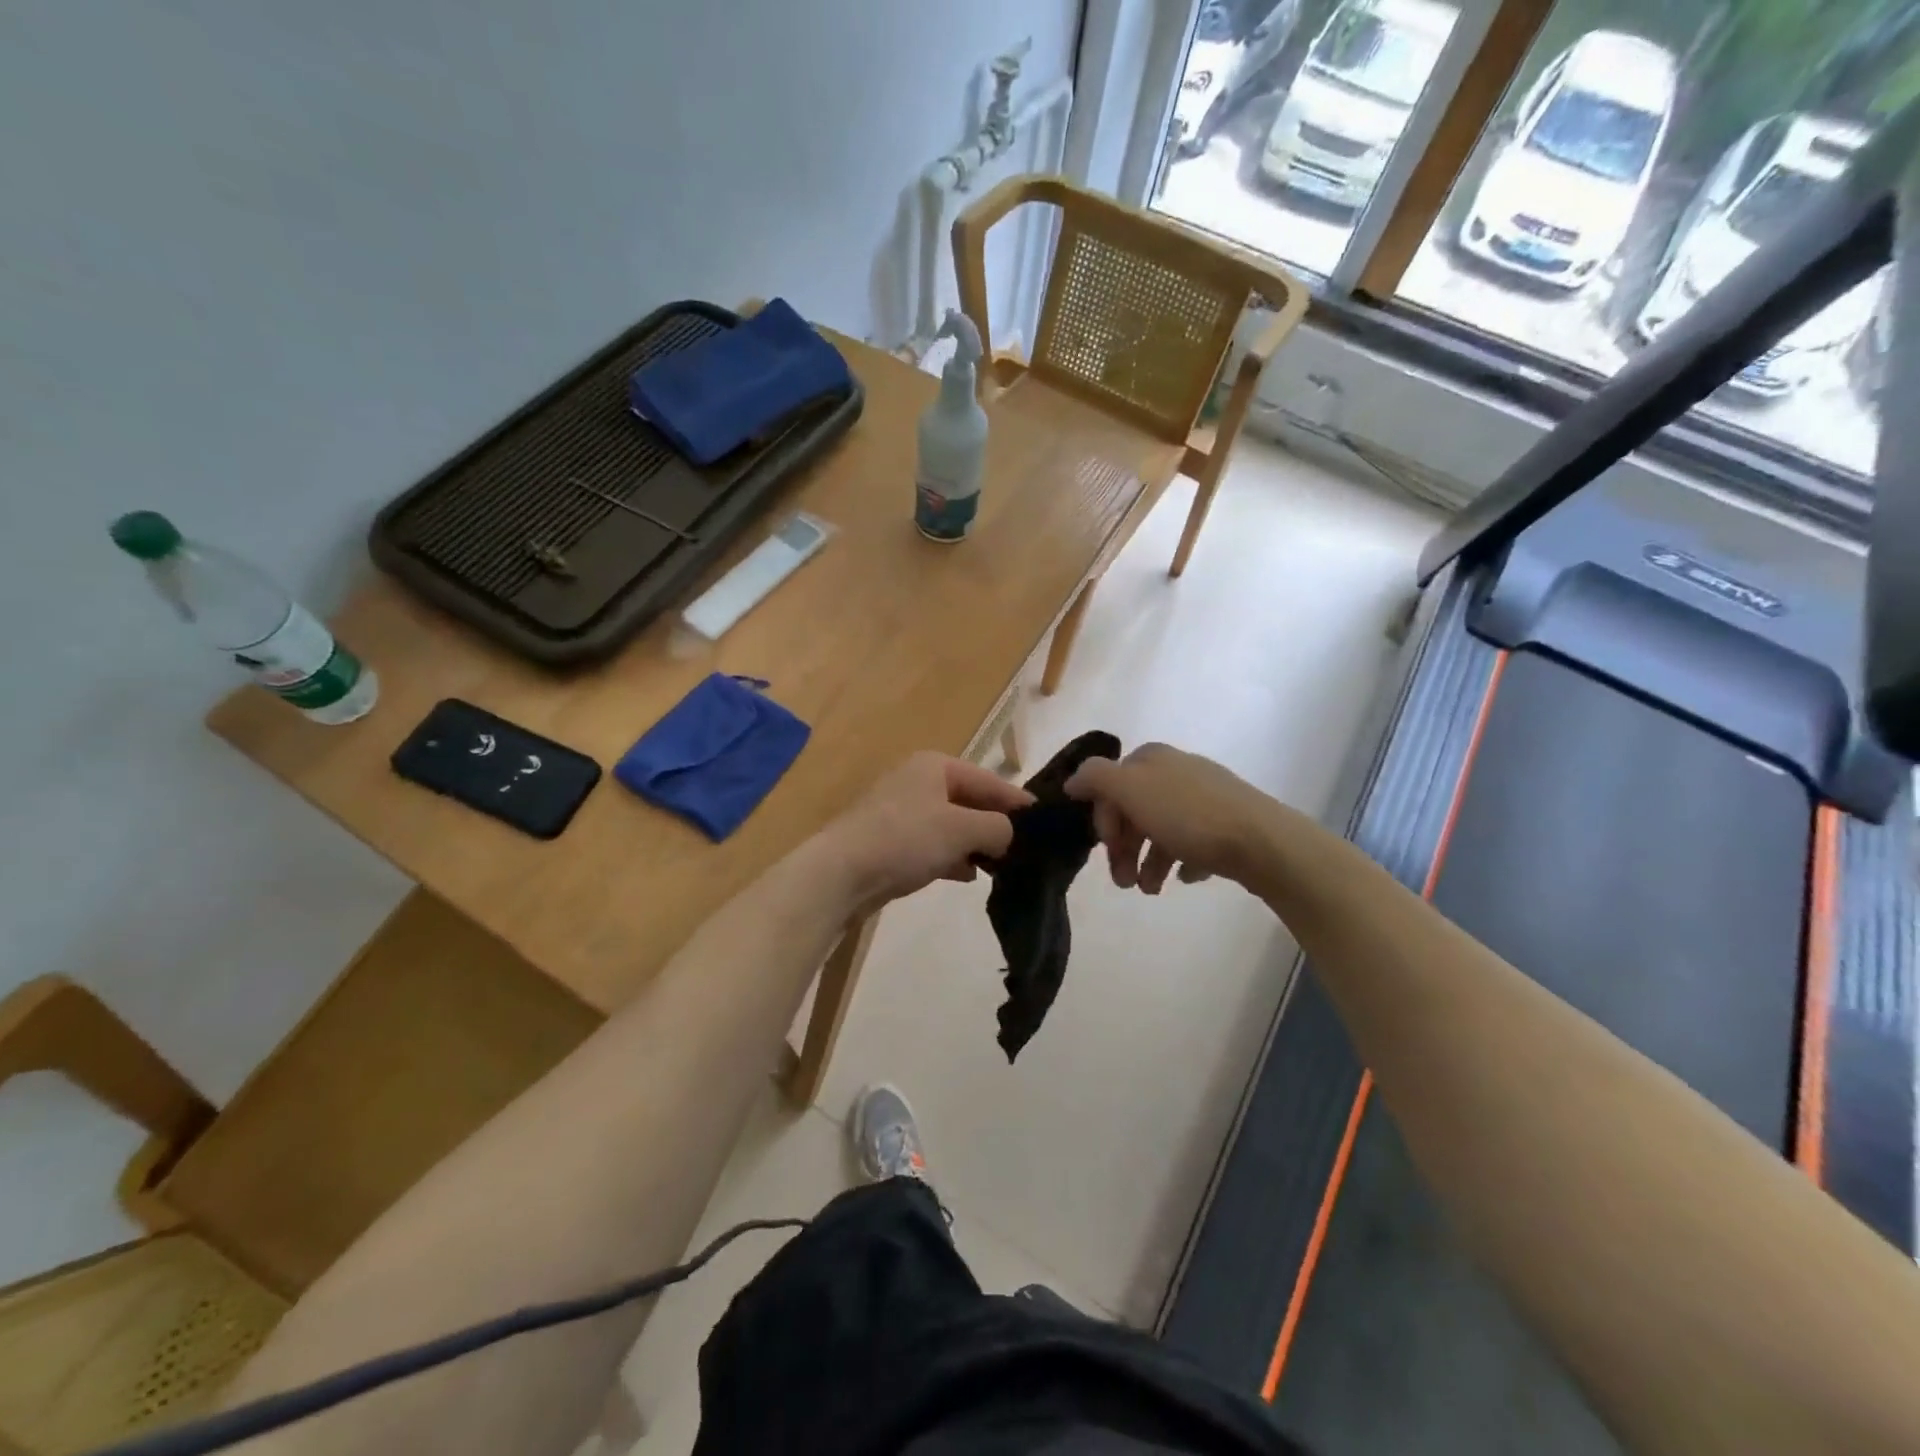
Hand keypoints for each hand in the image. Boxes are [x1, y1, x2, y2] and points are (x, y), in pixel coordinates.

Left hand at [815, 752, 1032, 906]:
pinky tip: (966, 875)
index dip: (1017, 801)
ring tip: (1001, 867)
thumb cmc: (905, 839)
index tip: (1045, 821)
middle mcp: (917, 781)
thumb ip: (997, 827)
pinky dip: (950, 856)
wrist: (840, 873)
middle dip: (995, 826)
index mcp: (935, 766)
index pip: (989, 780)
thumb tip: (1008, 835)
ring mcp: (900, 812)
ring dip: (974, 844)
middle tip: (1026, 850)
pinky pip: (931, 844)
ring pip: (951, 825)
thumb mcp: (962, 829)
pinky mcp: (890, 841)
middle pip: (969, 802)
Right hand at [1065, 743, 1271, 893]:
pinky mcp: (1228, 821)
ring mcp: (1206, 795)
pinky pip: (1193, 841)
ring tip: (1151, 890)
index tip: (1108, 852)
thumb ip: (1095, 778)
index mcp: (1151, 758)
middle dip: (1124, 847)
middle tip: (1124, 883)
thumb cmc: (1189, 816)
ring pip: (1162, 828)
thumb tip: (1072, 780)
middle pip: (1134, 809)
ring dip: (1148, 861)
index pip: (1109, 786)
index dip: (1103, 821)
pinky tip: (1184, 877)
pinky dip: (1181, 860)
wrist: (1263, 841)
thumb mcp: (1130, 790)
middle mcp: (1177, 769)